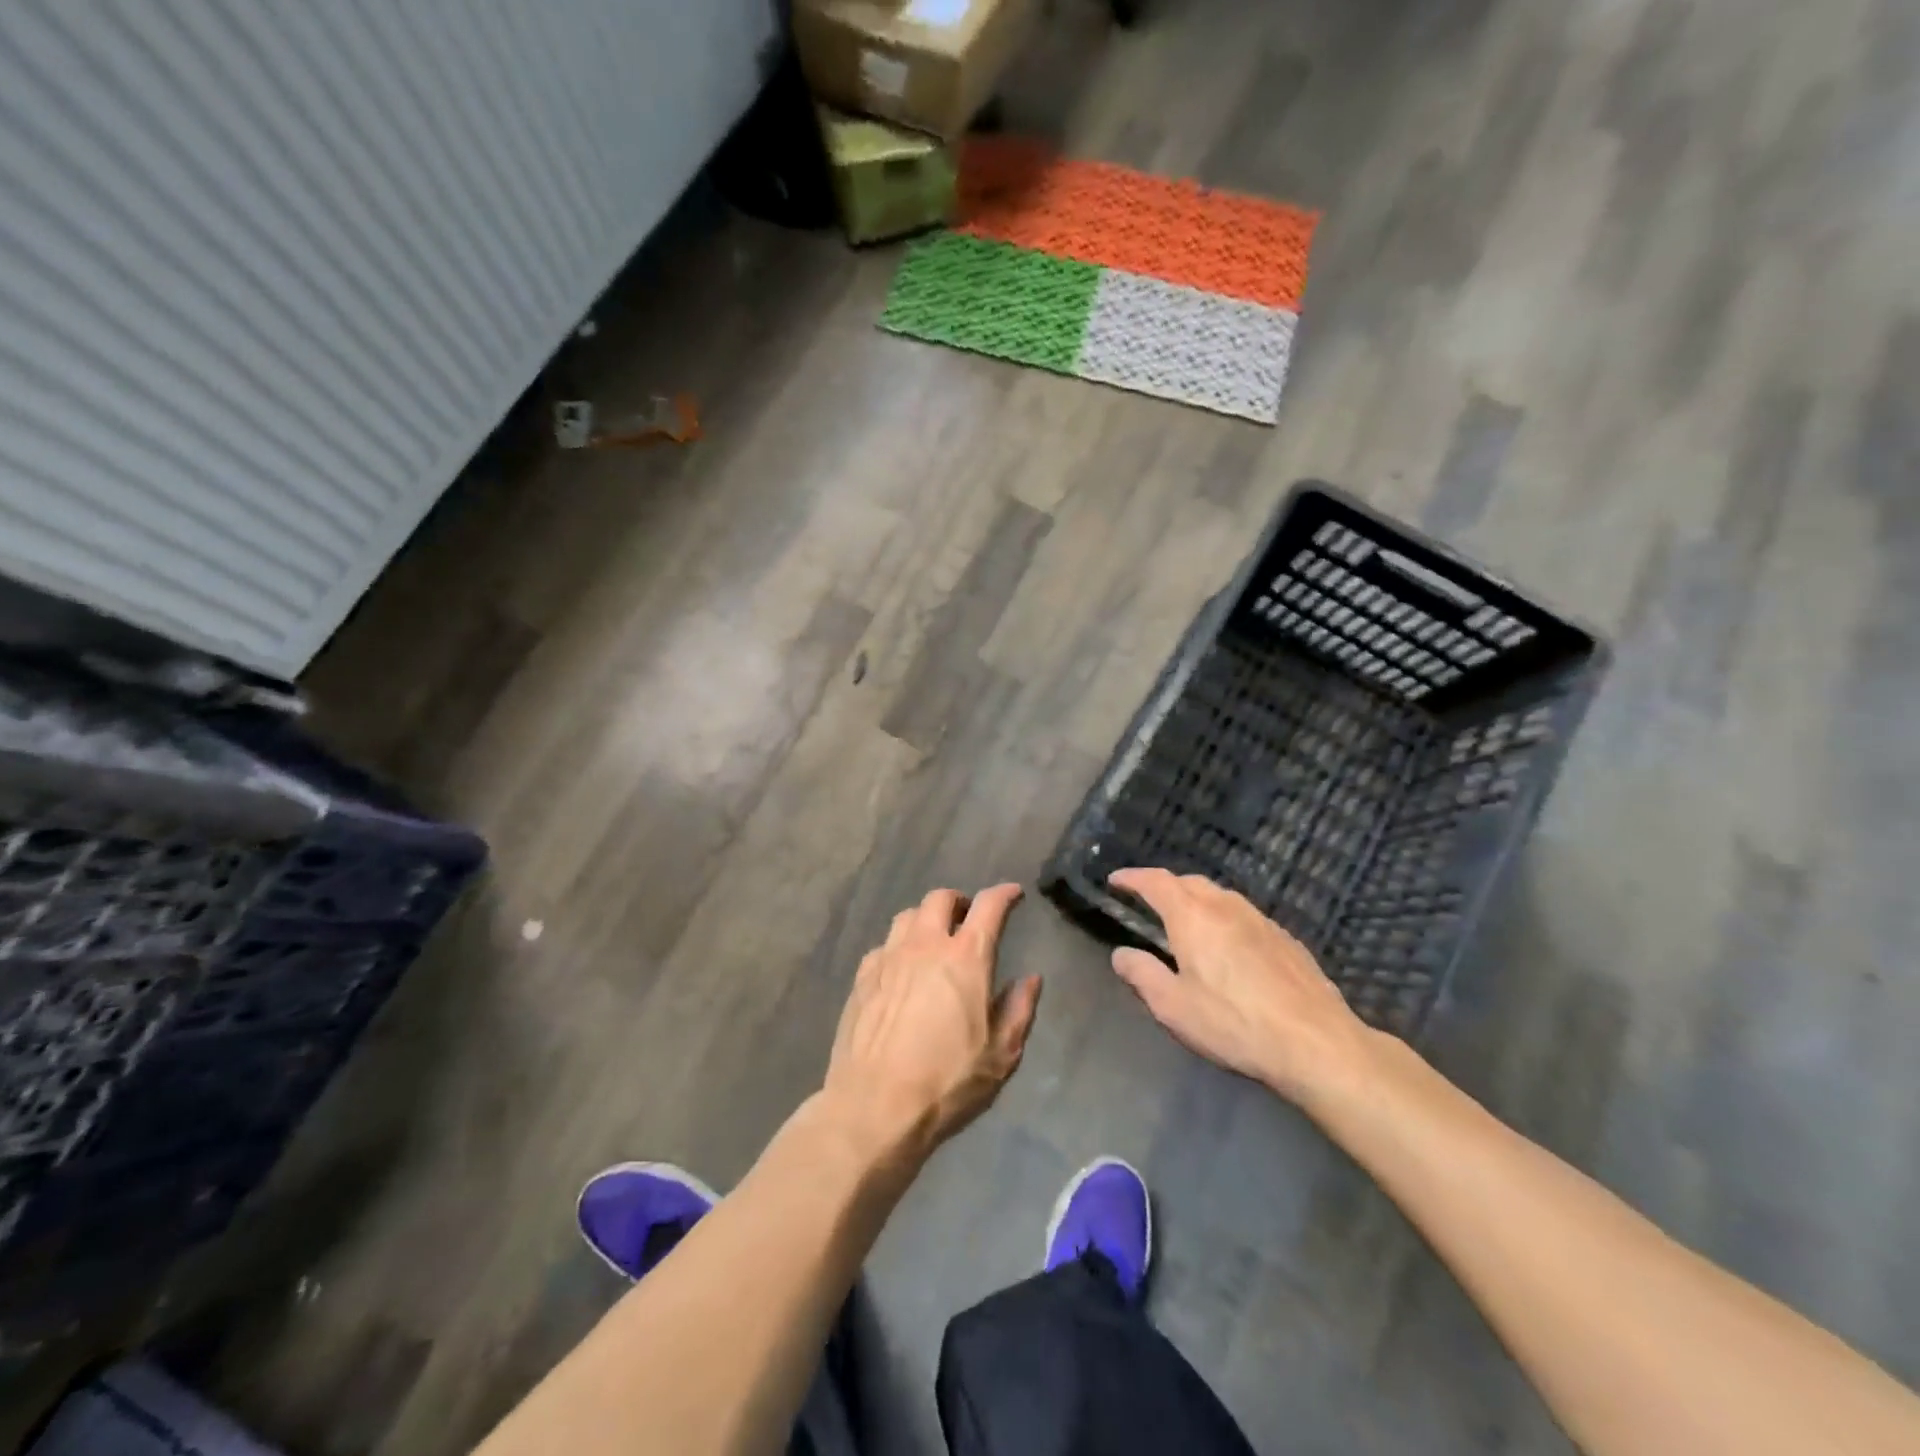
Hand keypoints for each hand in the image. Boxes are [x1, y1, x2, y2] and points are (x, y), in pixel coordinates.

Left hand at [822, 884, 1041, 1164]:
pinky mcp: (862, 977)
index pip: (989, 907)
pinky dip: (899, 947)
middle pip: (940, 899)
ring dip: (926, 919)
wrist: (874, 1106)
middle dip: (960, 901)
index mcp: (966, 958)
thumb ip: (1019, 1009)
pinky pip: (884, 946)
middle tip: (968, 918)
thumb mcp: (1001, 1054)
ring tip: (934, 940)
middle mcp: (926, 945)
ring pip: (908, 916)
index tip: (1013, 894)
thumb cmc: (948, 1082)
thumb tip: (1031, 979)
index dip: (1004, 894)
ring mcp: (889, 958)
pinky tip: (902, 970)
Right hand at [1106, 868, 1380, 1105]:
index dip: (1132, 877)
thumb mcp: (1173, 1006)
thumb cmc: (1234, 1023)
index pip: (1155, 882)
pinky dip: (1225, 919)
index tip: (1116, 880)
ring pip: (1220, 896)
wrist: (1316, 1043)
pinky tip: (1229, 946)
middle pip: (1189, 882)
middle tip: (1149, 902)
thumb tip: (1121, 953)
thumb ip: (1141, 974)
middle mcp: (1226, 906)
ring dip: (1197, 900)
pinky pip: (1244, 916)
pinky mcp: (1286, 939)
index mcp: (1192, 916)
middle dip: (1165, 886)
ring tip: (1187, 921)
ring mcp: (1261, 920)